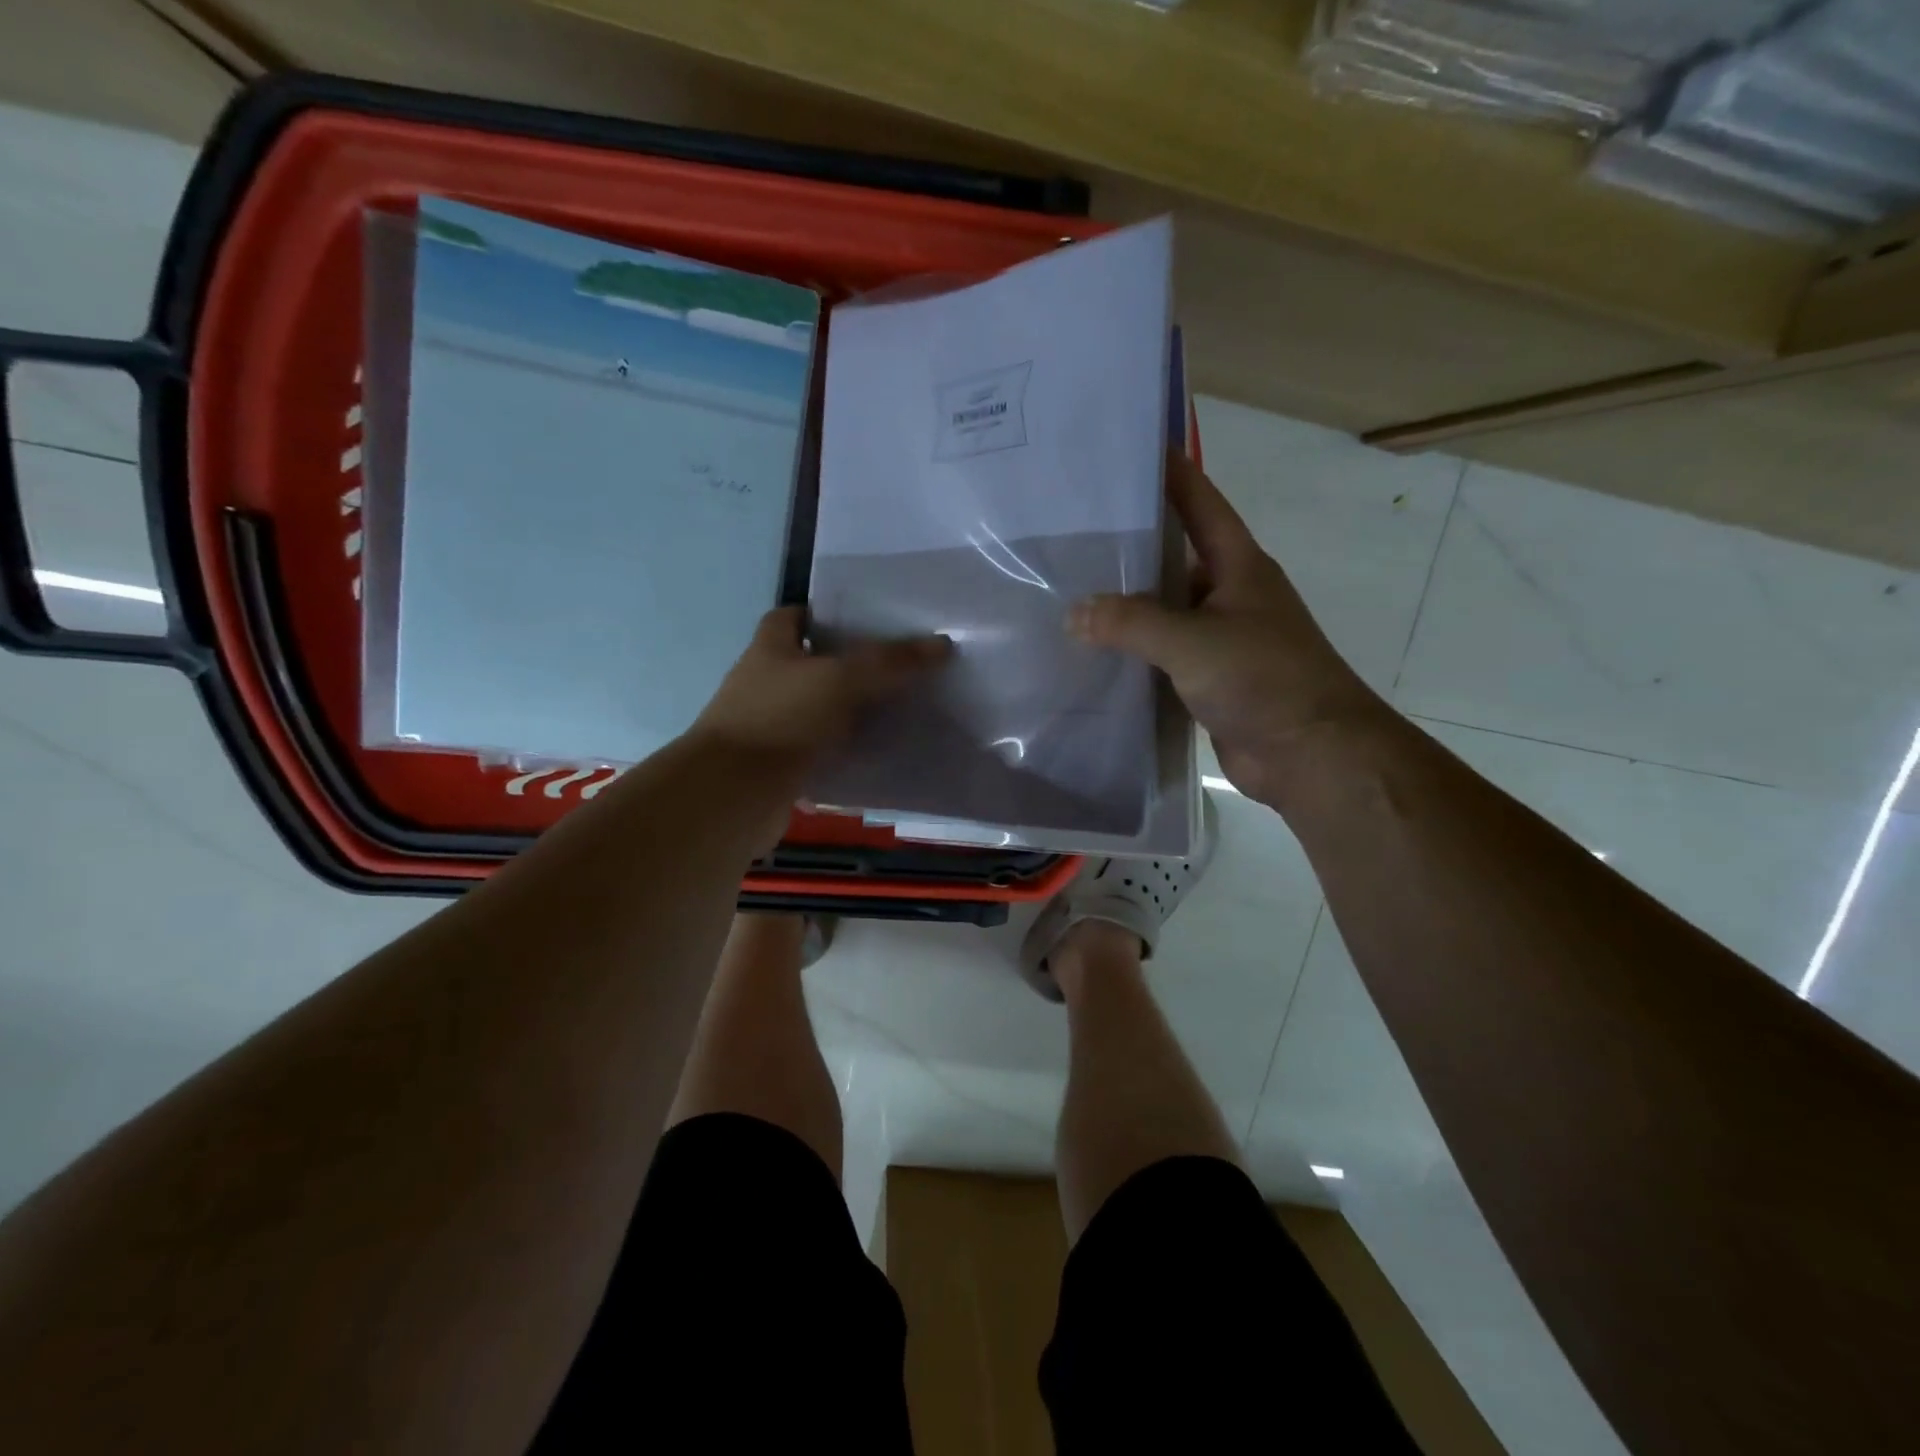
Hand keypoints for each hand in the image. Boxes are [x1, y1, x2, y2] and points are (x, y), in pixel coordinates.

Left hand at [692, 606, 949, 771]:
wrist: (735, 794)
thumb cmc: (781, 719)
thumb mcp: (841, 680)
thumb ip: (890, 662)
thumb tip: (941, 645)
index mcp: (769, 649)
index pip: (790, 616)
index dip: (822, 612)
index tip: (862, 620)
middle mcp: (764, 683)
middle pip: (808, 664)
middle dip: (847, 664)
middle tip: (895, 666)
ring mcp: (768, 727)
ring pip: (816, 710)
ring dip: (848, 711)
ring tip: (897, 709)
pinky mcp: (778, 766)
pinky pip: (818, 751)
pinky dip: (843, 752)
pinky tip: (877, 754)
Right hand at [1067, 452, 1383, 805]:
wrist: (1311, 755)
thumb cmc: (1264, 679)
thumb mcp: (1193, 641)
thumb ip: (1131, 623)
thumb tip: (1074, 613)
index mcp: (1239, 567)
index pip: (1201, 505)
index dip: (1171, 475)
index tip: (1131, 451)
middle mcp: (1231, 596)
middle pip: (1174, 559)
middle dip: (1131, 547)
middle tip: (1074, 533)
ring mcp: (1221, 641)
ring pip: (1165, 612)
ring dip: (1127, 608)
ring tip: (1070, 593)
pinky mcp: (1210, 681)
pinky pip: (1164, 657)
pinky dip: (1134, 654)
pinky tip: (1095, 654)